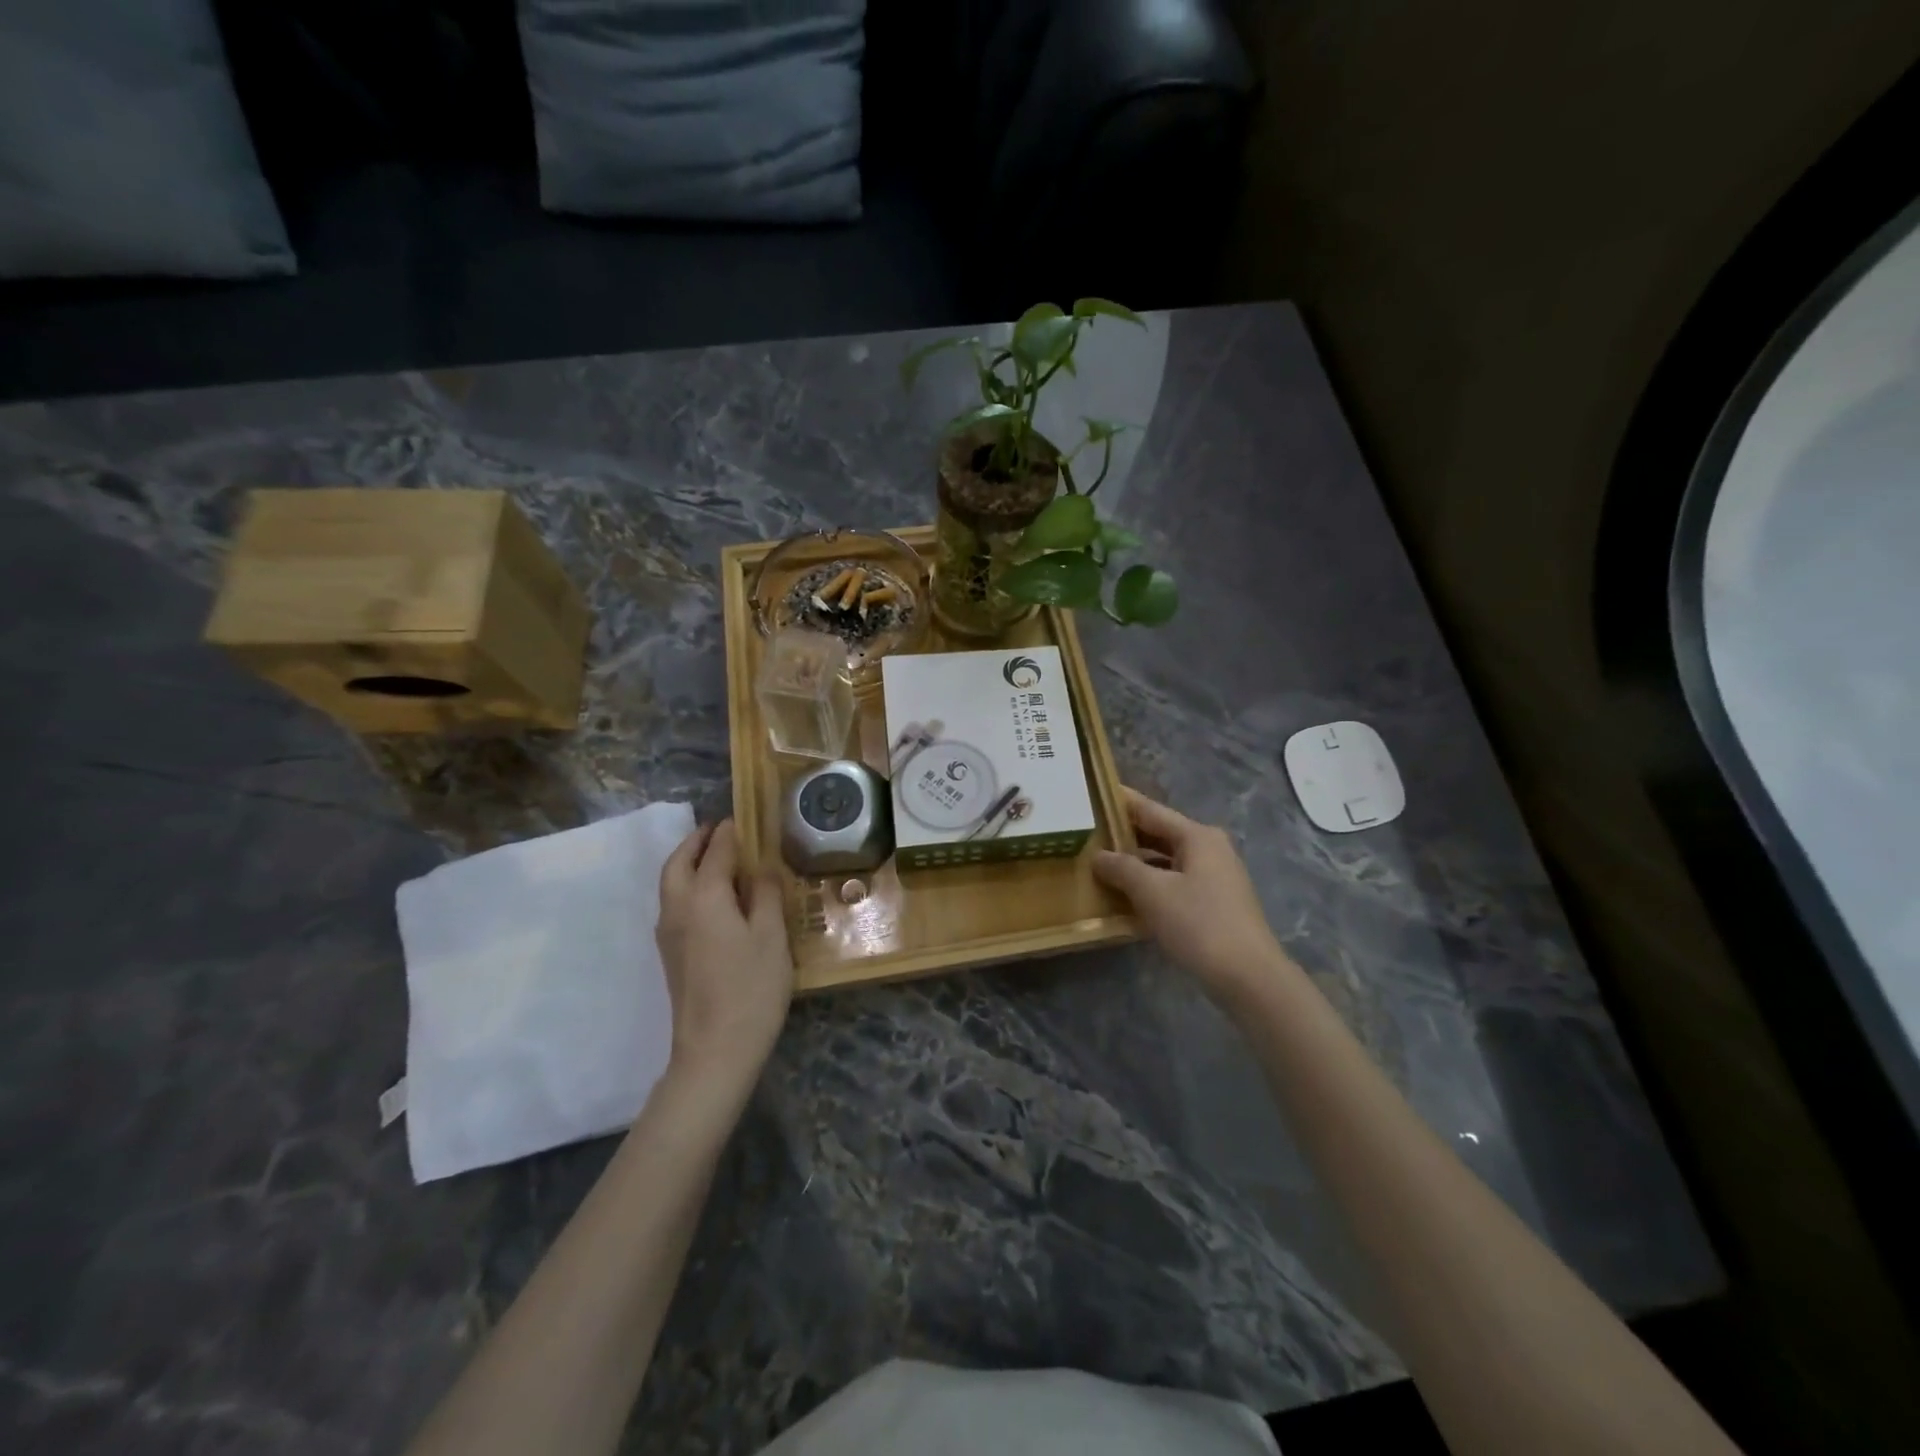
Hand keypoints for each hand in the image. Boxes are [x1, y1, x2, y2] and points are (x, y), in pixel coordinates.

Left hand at [655, 820, 793, 1092]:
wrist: (715, 1050)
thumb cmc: (751, 989)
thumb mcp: (772, 937)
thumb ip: (767, 895)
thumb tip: (761, 866)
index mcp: (704, 897)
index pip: (715, 852)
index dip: (729, 833)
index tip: (741, 819)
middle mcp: (678, 909)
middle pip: (678, 863)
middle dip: (695, 842)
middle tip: (717, 830)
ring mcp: (668, 934)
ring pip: (670, 883)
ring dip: (687, 862)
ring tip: (713, 857)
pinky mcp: (670, 955)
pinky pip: (673, 903)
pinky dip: (686, 885)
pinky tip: (710, 897)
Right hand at [1093, 787, 1299, 1009]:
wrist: (1248, 977)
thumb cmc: (1199, 924)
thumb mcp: (1153, 892)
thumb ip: (1122, 868)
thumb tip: (1098, 856)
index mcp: (1197, 836)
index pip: (1151, 810)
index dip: (1122, 802)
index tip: (1094, 793)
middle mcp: (1209, 849)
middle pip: (1159, 834)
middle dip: (1125, 834)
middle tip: (1088, 831)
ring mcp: (1215, 877)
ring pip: (1166, 860)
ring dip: (1137, 862)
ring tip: (1100, 863)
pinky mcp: (1214, 903)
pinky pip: (1174, 882)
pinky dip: (1151, 884)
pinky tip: (1127, 895)